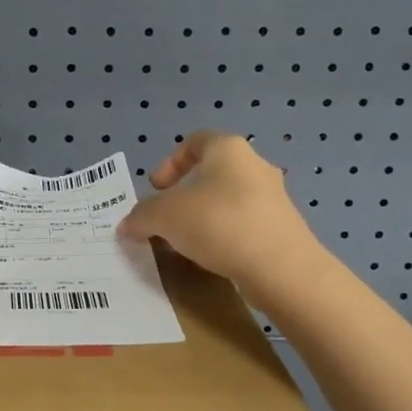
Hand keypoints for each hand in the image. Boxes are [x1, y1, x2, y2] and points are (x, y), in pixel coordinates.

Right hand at [117, 132, 317, 294]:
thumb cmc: (219, 223)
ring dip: (204, 218)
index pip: (194, 141)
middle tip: (166, 219)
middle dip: (184, 196)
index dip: (169, 163)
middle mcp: (255, 166)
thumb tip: (127, 225)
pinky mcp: (284, 230)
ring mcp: (274, 199)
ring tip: (185, 244)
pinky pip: (245, 226)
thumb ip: (142, 216)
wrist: (282, 269)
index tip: (156, 189)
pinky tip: (212, 259)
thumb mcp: (165, 216)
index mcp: (228, 149)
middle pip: (211, 173)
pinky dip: (225, 237)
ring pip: (228, 201)